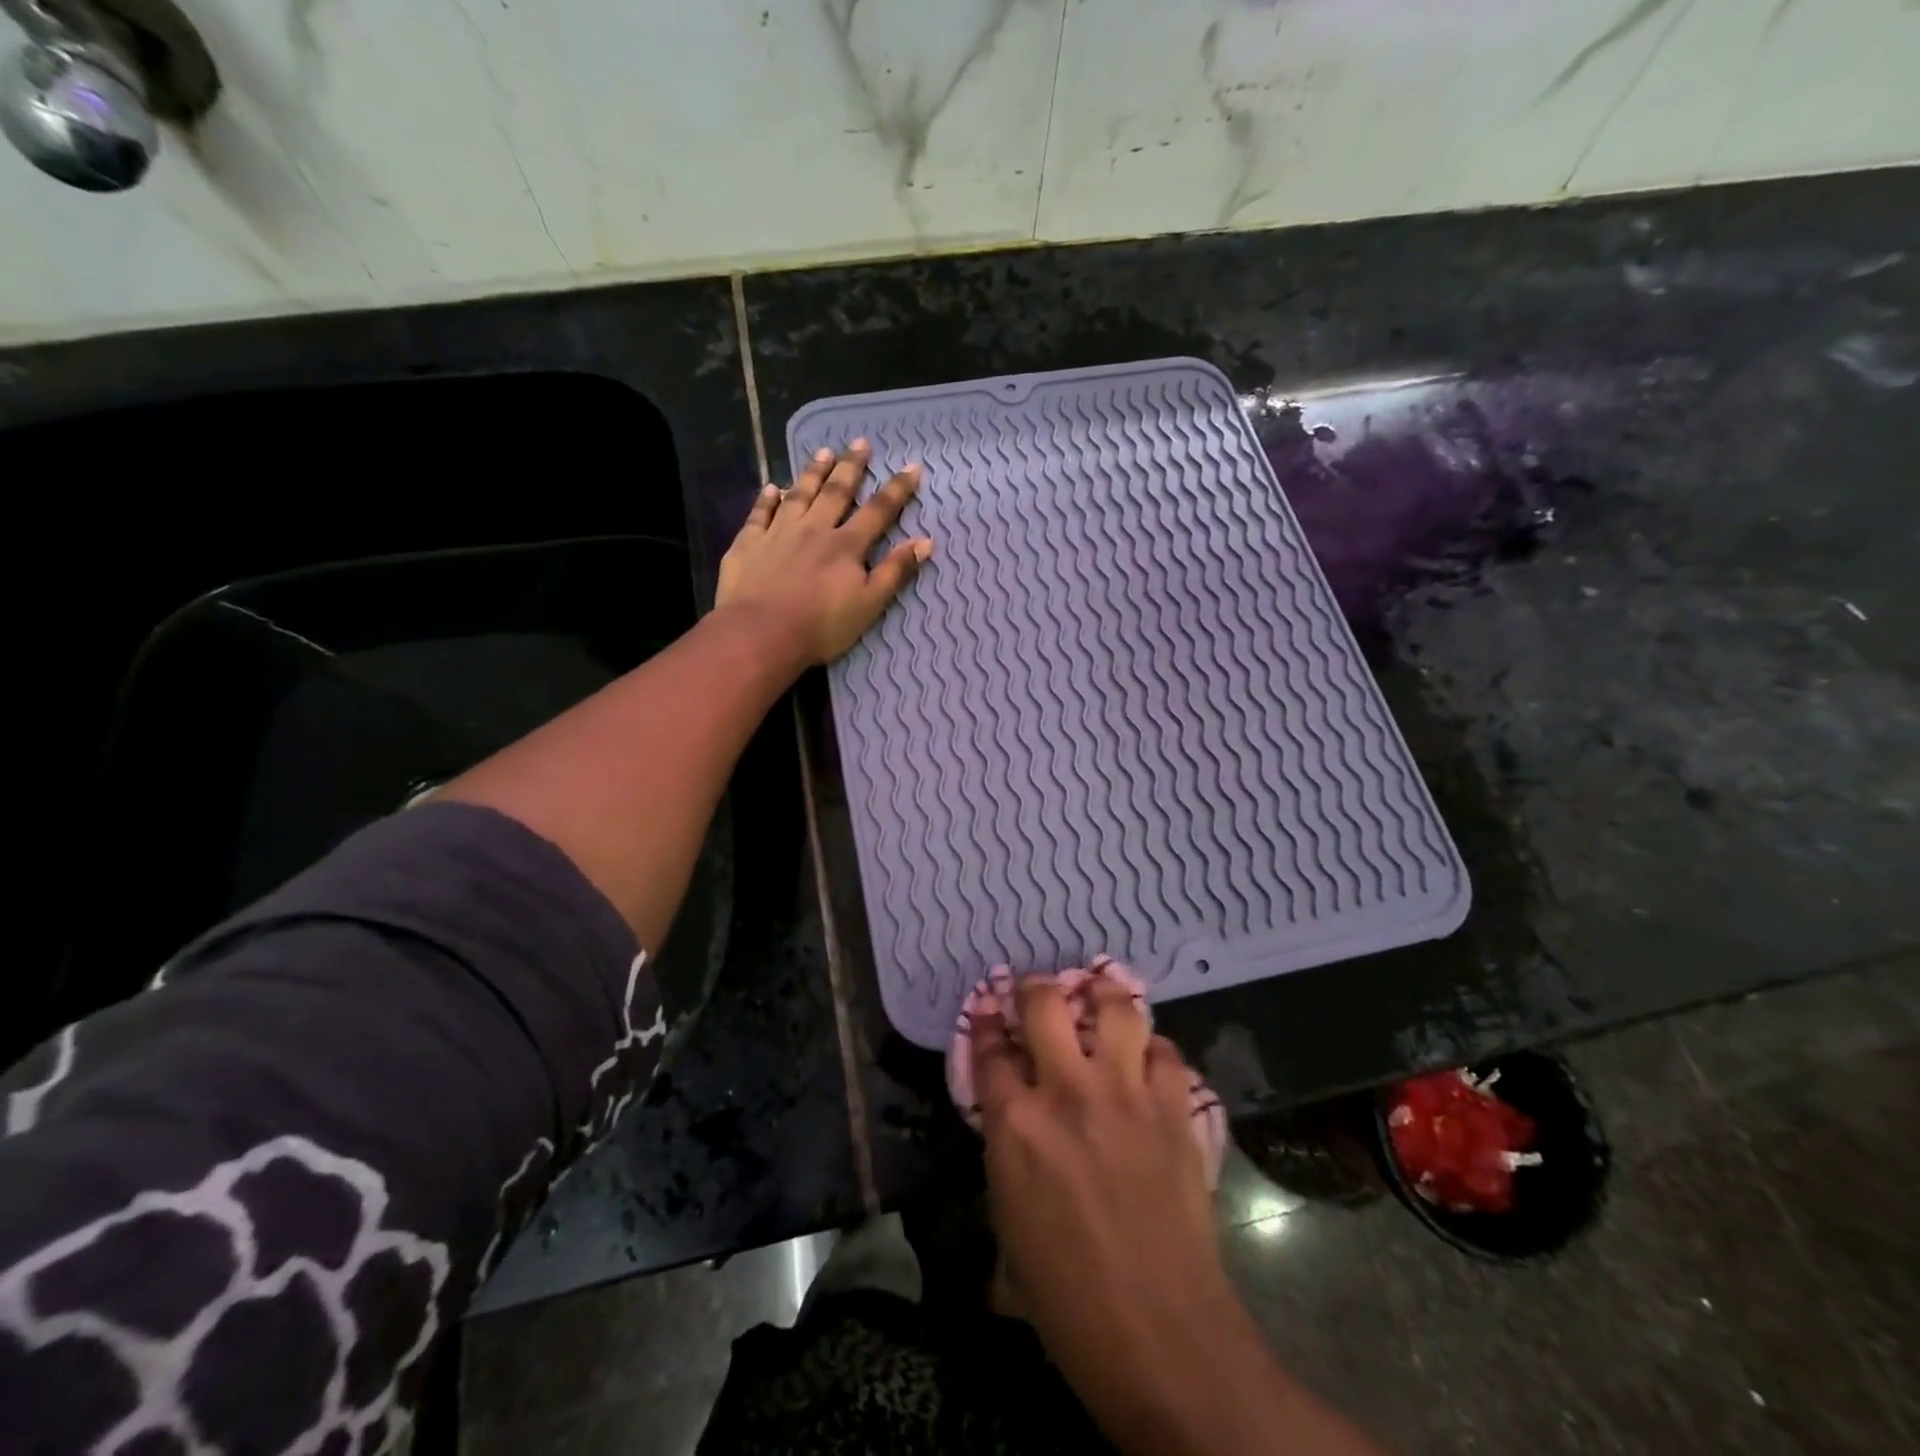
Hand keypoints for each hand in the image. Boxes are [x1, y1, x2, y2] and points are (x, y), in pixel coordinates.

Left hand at [715, 440, 933, 667]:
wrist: (760, 634)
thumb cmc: (821, 626)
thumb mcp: (869, 605)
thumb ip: (895, 572)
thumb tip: (925, 541)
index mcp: (846, 546)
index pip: (878, 511)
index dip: (897, 490)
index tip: (911, 467)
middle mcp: (814, 530)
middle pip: (836, 492)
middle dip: (851, 467)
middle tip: (860, 443)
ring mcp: (778, 533)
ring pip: (798, 494)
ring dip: (812, 472)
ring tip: (823, 452)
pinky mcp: (748, 544)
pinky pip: (759, 514)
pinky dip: (766, 499)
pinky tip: (771, 487)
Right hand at [974, 976, 1229, 1408]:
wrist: (1159, 1333)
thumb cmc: (1067, 1295)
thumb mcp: (1008, 1218)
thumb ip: (1007, 1147)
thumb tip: (1012, 1110)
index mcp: (1016, 1125)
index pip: (989, 1050)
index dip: (983, 1022)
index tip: (985, 1008)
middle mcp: (1068, 1092)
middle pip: (1045, 1004)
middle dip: (1035, 986)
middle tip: (1036, 987)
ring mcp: (1126, 1094)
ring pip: (1115, 1007)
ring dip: (1102, 992)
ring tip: (1097, 990)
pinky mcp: (1173, 1109)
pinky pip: (1164, 1052)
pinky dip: (1152, 1047)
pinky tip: (1146, 1057)